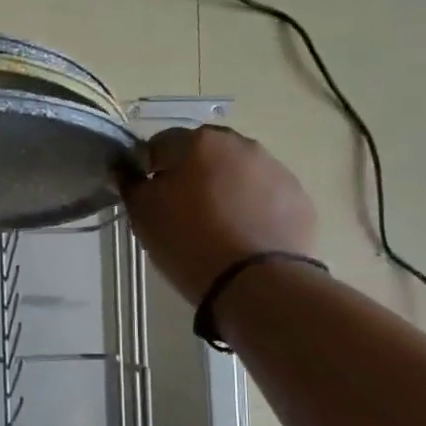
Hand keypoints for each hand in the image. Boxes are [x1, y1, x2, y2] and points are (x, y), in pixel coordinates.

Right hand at [121, 125, 317, 303]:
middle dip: (192, 173)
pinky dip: (254, 207)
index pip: (160, 144)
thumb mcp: (144, 217)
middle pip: (204, 153)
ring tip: (218, 226)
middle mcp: (239, 144)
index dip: (149, 169)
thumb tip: (127, 170)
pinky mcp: (298, 196)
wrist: (257, 282)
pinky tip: (245, 236)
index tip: (149, 196)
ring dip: (225, 188)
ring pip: (238, 171)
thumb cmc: (189, 243)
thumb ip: (132, 186)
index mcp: (197, 143)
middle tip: (183, 211)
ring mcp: (274, 168)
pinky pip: (265, 194)